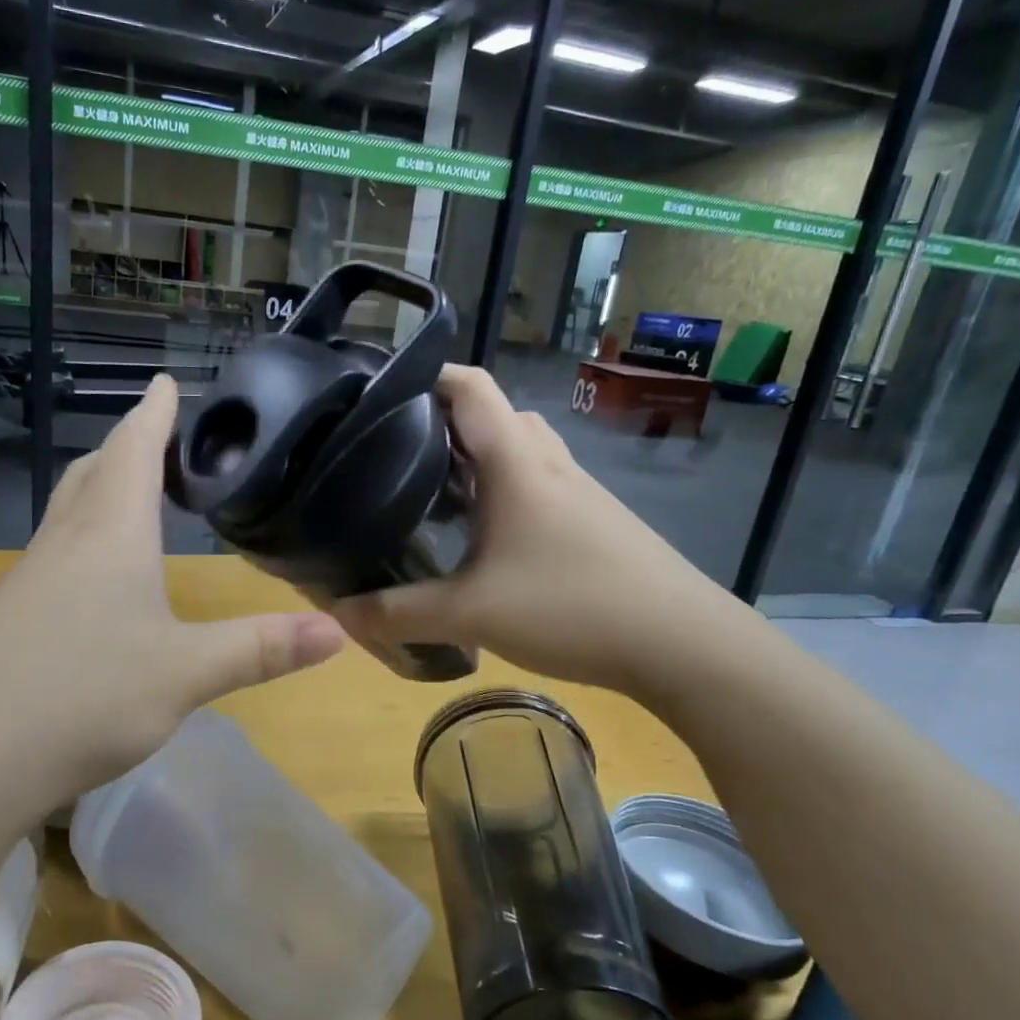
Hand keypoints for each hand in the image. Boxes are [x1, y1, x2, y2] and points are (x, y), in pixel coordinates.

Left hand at [0, 375, 344, 822]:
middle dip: (125, 446)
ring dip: (99, 492)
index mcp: (110, 535)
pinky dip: (81, 542)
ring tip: (129, 497)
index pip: (133, 451)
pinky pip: (52, 558)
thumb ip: (259, 650)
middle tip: (153, 435)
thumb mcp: (185, 675)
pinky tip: (91, 583)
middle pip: (93, 474)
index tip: (163, 380)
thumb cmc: (81, 698)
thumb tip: (337, 630)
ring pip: (67, 514)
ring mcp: (26, 582)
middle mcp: (63, 544)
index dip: (153, 414)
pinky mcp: (5, 620)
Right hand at [333, 366, 735, 693]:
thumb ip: (398, 614)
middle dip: (443, 424)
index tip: (379, 398)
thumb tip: (338, 615)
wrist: (682, 642)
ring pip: (518, 451)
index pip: (469, 385)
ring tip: (431, 495)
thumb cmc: (572, 606)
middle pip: (493, 415)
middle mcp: (548, 463)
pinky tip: (483, 540)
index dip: (424, 377)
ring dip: (477, 461)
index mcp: (516, 462)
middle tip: (397, 455)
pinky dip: (503, 493)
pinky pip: (537, 486)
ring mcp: (577, 491)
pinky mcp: (594, 521)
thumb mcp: (471, 614)